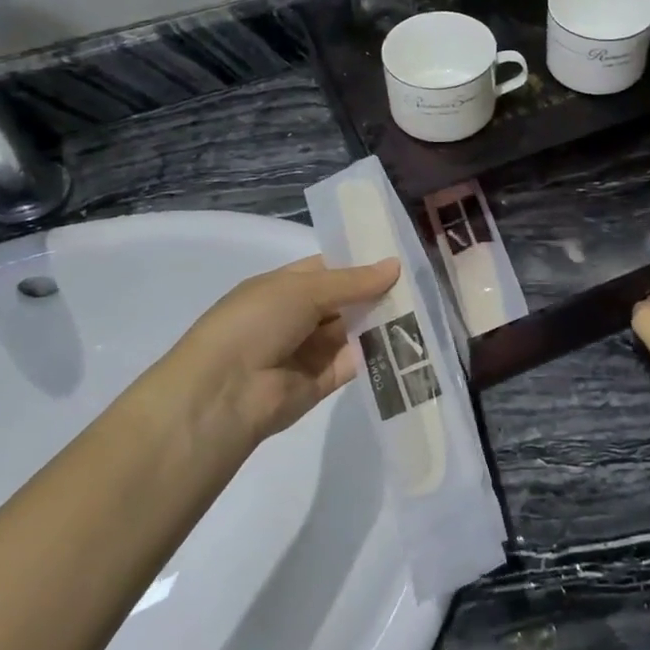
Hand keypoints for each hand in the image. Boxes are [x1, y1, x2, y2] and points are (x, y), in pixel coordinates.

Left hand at [154, 256, 398, 445]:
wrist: (224, 392)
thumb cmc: (256, 322)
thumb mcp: (303, 288)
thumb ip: (352, 281)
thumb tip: (395, 265)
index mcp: (284, 286)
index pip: (330, 269)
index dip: (362, 263)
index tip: (400, 257)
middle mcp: (297, 316)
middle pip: (346, 300)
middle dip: (378, 291)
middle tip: (422, 281)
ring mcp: (310, 349)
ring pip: (354, 330)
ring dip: (383, 319)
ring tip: (425, 306)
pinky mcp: (324, 381)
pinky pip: (357, 360)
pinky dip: (381, 350)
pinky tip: (412, 338)